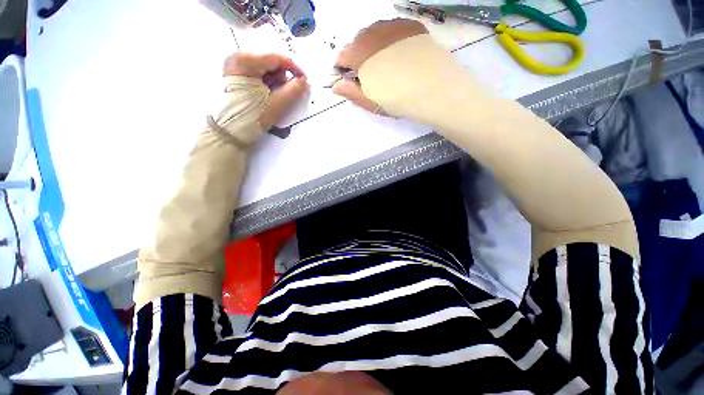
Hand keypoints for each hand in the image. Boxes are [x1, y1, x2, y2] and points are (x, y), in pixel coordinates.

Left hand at [223, 53, 308, 130]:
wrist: (228, 131)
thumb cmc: (252, 116)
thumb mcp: (275, 104)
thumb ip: (293, 91)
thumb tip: (304, 81)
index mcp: (245, 61)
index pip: (277, 58)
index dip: (294, 69)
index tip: (304, 81)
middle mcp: (238, 58)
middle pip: (271, 63)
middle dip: (282, 78)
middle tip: (285, 94)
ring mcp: (235, 66)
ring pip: (265, 69)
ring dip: (275, 82)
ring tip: (274, 98)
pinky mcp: (235, 76)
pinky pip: (258, 75)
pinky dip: (267, 84)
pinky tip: (267, 96)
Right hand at [333, 19, 426, 113]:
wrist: (432, 88)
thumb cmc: (396, 99)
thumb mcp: (370, 101)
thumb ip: (350, 92)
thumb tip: (335, 86)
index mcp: (359, 53)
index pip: (342, 56)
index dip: (342, 68)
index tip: (347, 78)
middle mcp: (372, 33)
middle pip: (358, 42)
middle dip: (358, 56)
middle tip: (368, 74)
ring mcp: (392, 27)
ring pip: (375, 33)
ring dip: (374, 46)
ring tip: (384, 64)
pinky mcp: (410, 26)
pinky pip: (393, 30)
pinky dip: (390, 41)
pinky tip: (399, 54)